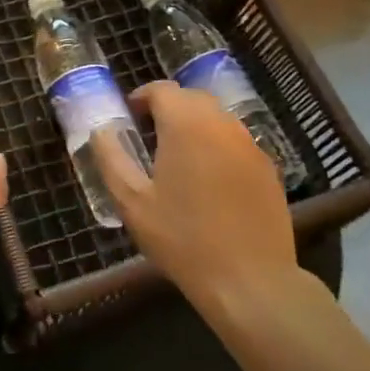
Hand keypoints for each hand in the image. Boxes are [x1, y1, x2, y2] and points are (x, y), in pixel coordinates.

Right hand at [94, 83, 298, 320]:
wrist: (250, 281)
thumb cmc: (182, 239)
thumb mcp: (132, 202)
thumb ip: (112, 158)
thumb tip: (101, 131)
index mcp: (186, 125)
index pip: (162, 90)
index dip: (142, 97)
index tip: (130, 118)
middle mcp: (221, 124)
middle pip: (192, 98)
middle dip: (169, 108)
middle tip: (151, 136)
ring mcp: (250, 145)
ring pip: (218, 118)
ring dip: (195, 125)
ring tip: (179, 157)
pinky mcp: (268, 168)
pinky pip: (237, 142)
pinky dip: (218, 146)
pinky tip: (210, 180)